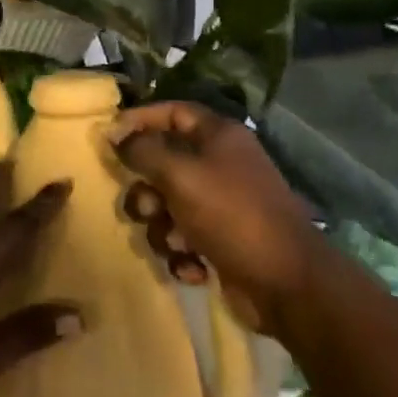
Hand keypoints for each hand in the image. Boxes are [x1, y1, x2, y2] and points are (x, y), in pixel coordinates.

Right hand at [109, 101, 318, 334]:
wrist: (287, 284)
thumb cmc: (232, 215)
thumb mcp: (180, 175)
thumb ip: (142, 151)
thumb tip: (115, 134)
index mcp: (219, 137)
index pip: (173, 112)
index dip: (140, 120)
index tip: (110, 138)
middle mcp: (220, 165)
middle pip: (163, 163)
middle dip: (146, 189)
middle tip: (145, 207)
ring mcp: (221, 205)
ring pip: (166, 205)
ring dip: (161, 227)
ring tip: (175, 243)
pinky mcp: (220, 241)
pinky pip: (181, 237)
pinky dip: (181, 253)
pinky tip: (193, 266)